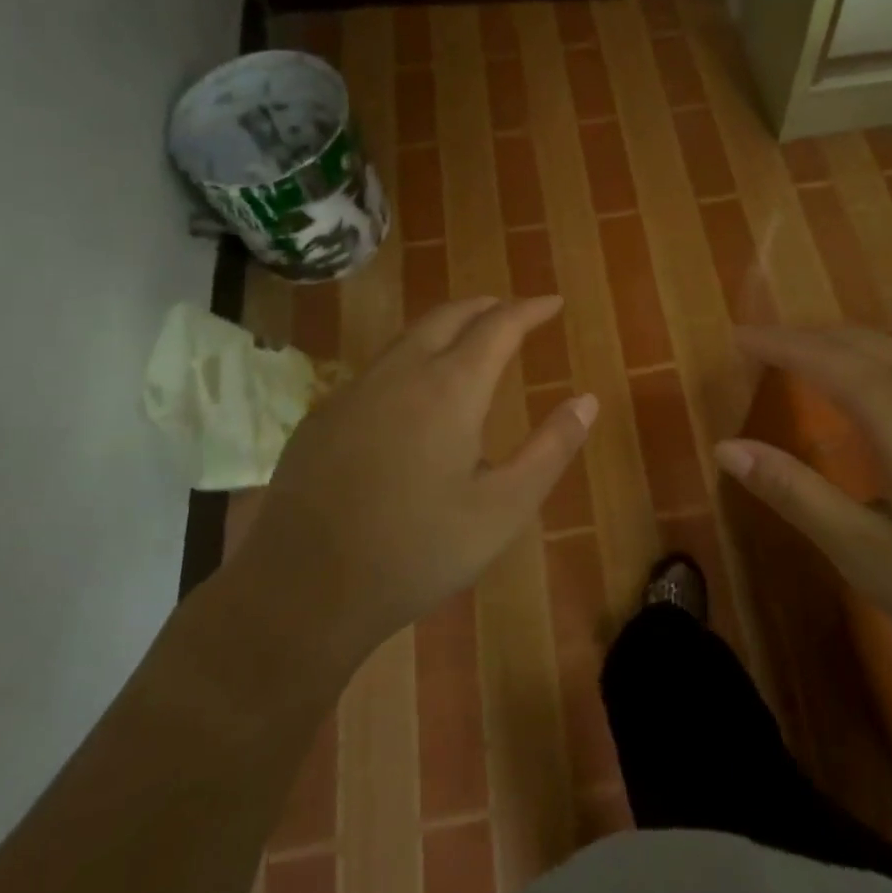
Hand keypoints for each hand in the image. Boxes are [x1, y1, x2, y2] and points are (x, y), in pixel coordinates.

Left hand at [229, 297, 596, 670]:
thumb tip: (587, 400)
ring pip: (409, 337)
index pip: (498, 326)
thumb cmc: (417, 551)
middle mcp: (401, 373)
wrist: (304, 590)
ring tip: (470, 340)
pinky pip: (378, 368)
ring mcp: (354, 391)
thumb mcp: (503, 509)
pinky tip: (413, 394)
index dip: (529, 309)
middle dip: (487, 307)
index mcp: (450, 389)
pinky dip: (411, 359)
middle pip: (449, 316)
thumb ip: (551, 449)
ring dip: (446, 328)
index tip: (553, 302)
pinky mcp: (323, 415)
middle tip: (513, 312)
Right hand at [714, 326, 891, 695]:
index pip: (821, 358)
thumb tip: (728, 448)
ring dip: (842, 346)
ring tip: (806, 360)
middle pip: (858, 342)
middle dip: (805, 336)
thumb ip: (796, 494)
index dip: (776, 343)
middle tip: (762, 344)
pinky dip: (875, 362)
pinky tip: (874, 393)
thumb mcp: (867, 553)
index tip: (737, 335)